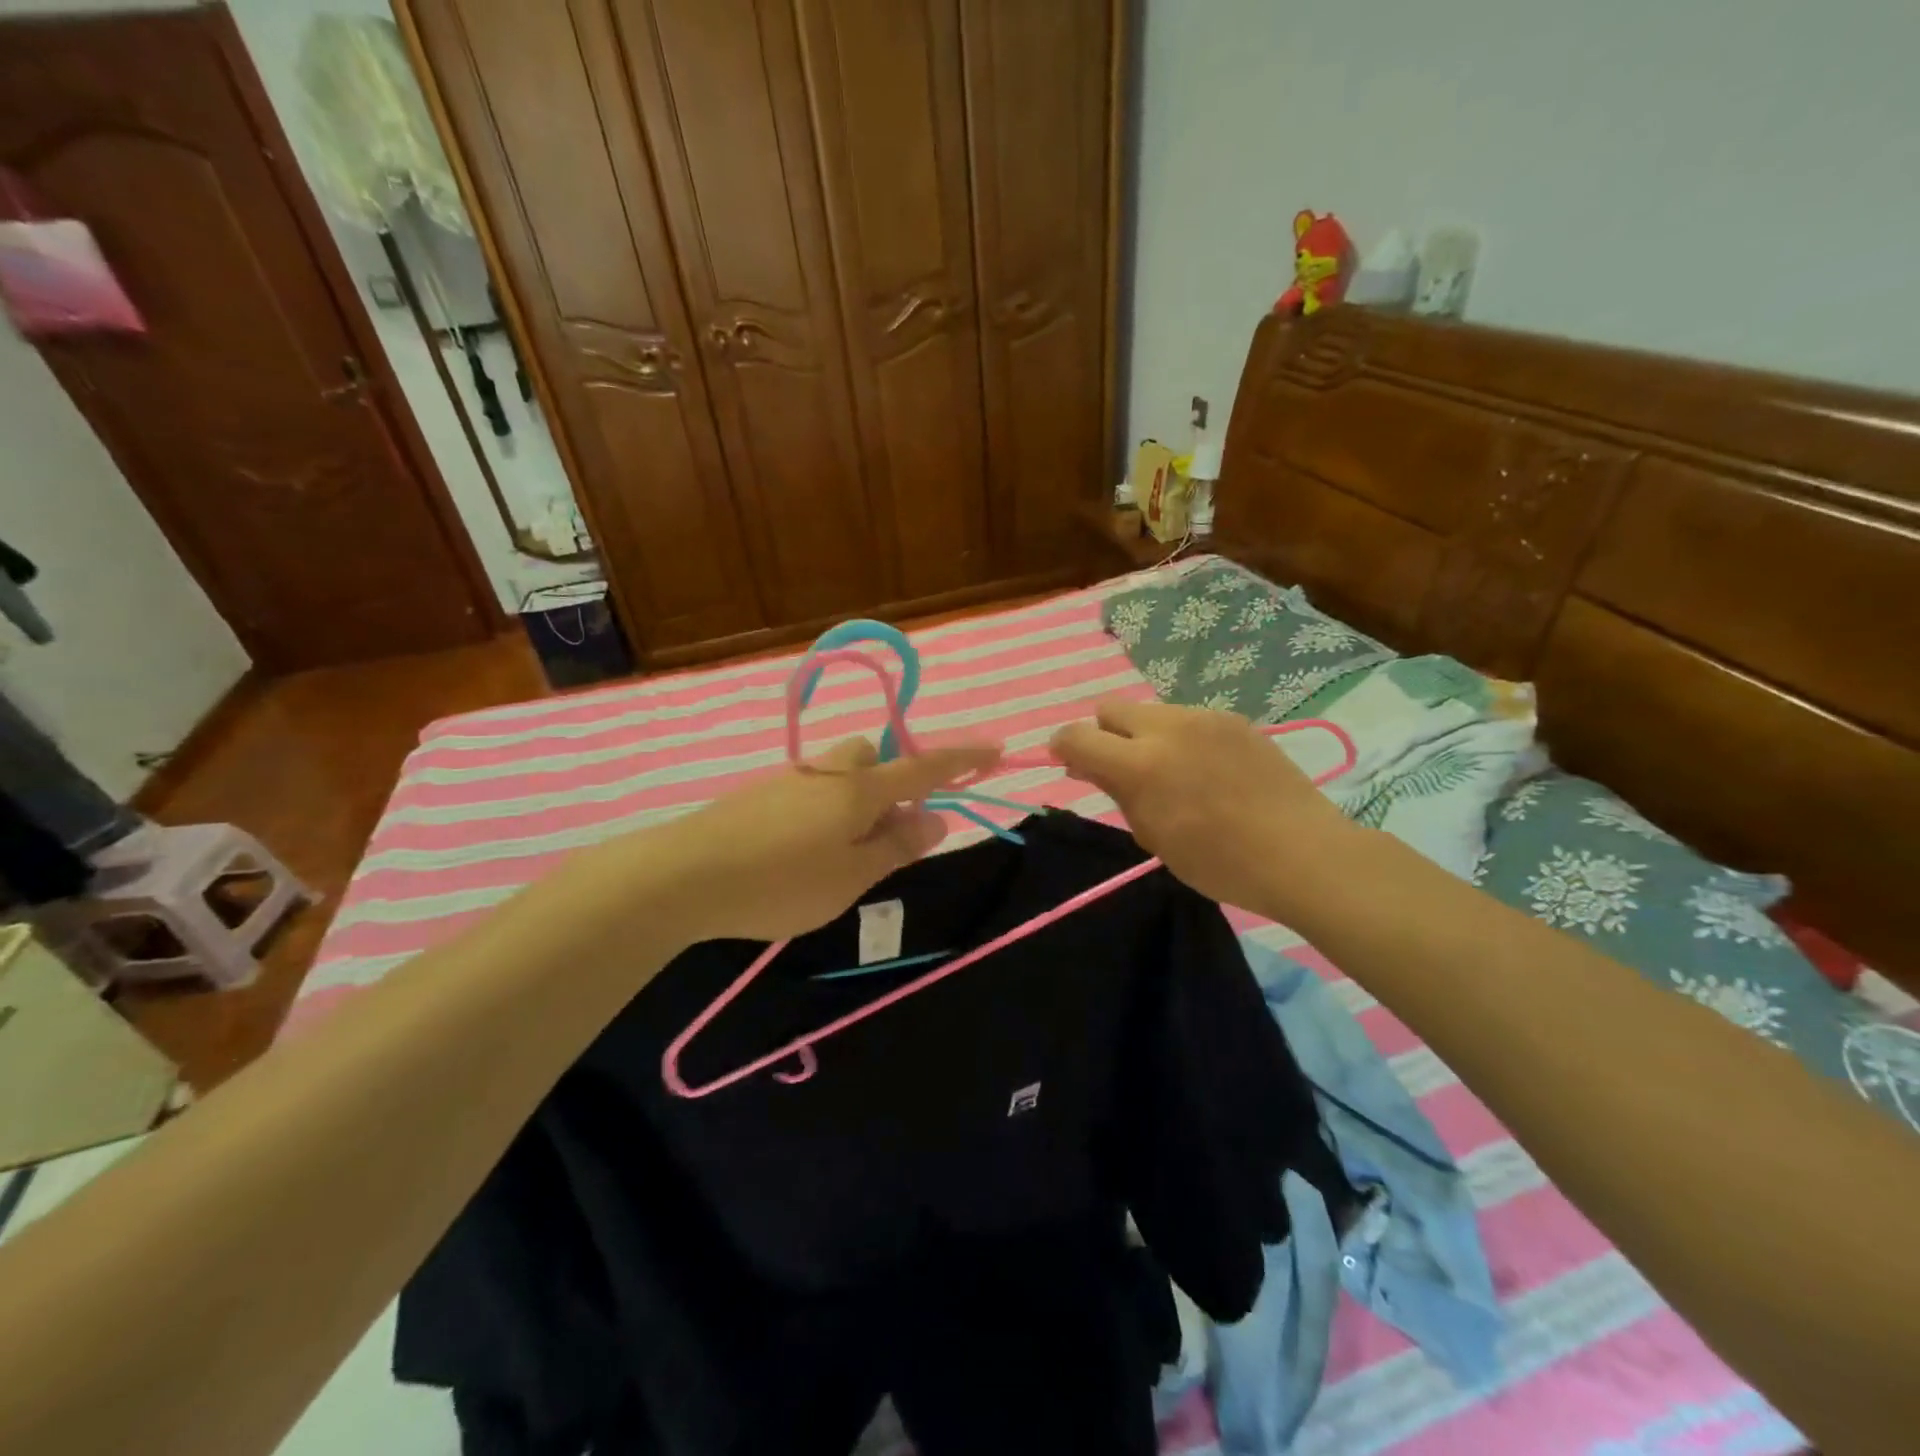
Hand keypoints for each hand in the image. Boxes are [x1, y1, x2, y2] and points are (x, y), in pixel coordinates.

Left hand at [646, 737, 1000, 944]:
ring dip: (857, 798)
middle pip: (872, 756)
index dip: (961, 758)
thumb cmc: (780, 881)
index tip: (994, 749)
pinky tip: (804, 851)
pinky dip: (825, 810)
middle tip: (890, 828)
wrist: (682, 875)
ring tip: (845, 851)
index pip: (922, 767)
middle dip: (892, 778)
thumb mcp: (851, 876)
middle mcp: (827, 772)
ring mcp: (789, 779)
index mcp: (858, 789)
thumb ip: (896, 846)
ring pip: (838, 774)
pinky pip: (811, 790)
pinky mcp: (759, 795)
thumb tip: (936, 819)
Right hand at [1050, 699, 1362, 919]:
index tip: (1070, 764)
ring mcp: (1204, 718)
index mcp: (1140, 764)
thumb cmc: (1220, 862)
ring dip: (1145, 735)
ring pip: (1151, 712)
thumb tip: (1088, 765)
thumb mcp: (1153, 836)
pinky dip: (1182, 738)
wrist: (1302, 853)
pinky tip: (1208, 771)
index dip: (1063, 747)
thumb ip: (1116, 792)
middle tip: (1122, 768)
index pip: (1077, 736)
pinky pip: (1188, 719)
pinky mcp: (1233, 719)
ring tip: (1174, 772)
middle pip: (1110, 709)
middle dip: (1104, 734)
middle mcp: (1168, 728)